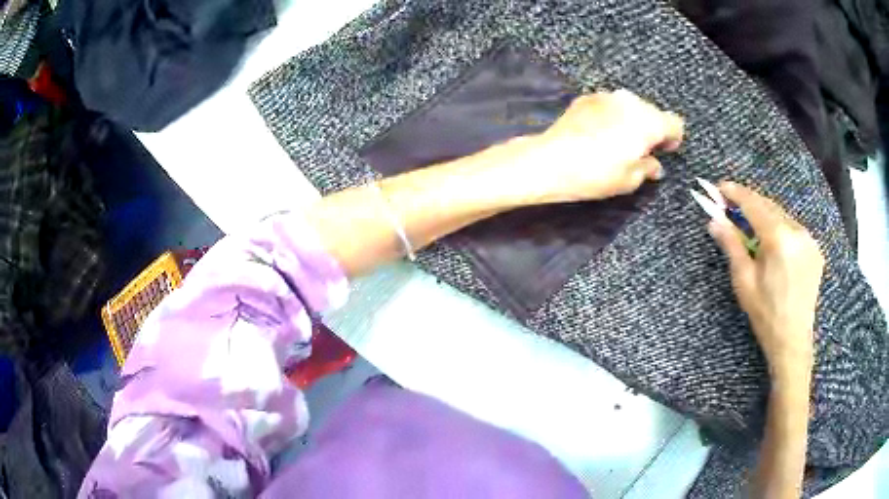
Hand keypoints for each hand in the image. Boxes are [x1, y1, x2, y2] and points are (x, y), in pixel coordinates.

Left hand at [508, 90, 683, 203]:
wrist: (551, 160)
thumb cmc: (596, 174)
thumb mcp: (629, 180)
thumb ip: (648, 168)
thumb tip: (655, 165)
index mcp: (648, 121)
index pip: (675, 123)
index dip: (673, 138)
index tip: (664, 151)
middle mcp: (630, 102)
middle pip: (652, 112)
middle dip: (652, 129)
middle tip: (641, 150)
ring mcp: (607, 96)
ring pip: (631, 106)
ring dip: (631, 121)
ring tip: (618, 142)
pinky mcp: (587, 97)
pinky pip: (610, 105)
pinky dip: (611, 116)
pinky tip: (599, 134)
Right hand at [707, 182, 823, 378]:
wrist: (792, 340)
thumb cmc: (765, 314)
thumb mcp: (744, 281)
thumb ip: (732, 246)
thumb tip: (714, 220)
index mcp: (778, 239)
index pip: (754, 205)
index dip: (736, 193)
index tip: (720, 186)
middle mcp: (797, 231)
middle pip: (769, 206)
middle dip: (749, 202)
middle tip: (731, 204)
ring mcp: (809, 239)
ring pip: (782, 215)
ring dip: (765, 215)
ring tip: (751, 225)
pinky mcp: (815, 249)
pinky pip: (794, 229)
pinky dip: (780, 228)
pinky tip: (773, 242)